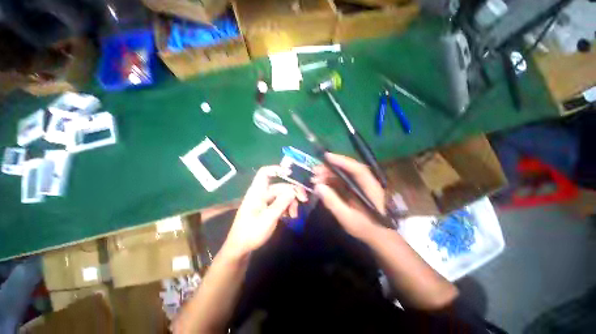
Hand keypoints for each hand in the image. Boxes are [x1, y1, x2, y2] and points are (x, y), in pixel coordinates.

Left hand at [223, 166, 307, 257]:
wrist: (241, 248)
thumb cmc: (251, 232)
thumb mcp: (268, 218)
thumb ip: (281, 203)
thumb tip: (292, 190)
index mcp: (257, 192)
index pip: (264, 173)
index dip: (277, 169)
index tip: (291, 173)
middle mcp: (261, 193)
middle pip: (280, 186)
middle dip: (292, 192)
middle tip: (304, 200)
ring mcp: (265, 201)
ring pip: (282, 195)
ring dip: (291, 202)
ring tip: (294, 215)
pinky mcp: (268, 208)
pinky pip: (281, 203)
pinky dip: (287, 207)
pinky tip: (291, 216)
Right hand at [312, 153, 385, 237]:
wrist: (377, 236)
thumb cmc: (365, 228)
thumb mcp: (347, 218)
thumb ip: (333, 202)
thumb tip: (318, 186)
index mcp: (370, 187)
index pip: (357, 169)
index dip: (342, 161)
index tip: (327, 157)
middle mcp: (366, 183)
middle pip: (348, 169)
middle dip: (330, 168)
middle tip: (315, 171)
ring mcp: (360, 185)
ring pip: (343, 174)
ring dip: (328, 174)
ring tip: (315, 178)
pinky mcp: (354, 190)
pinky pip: (341, 181)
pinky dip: (330, 181)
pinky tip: (321, 184)